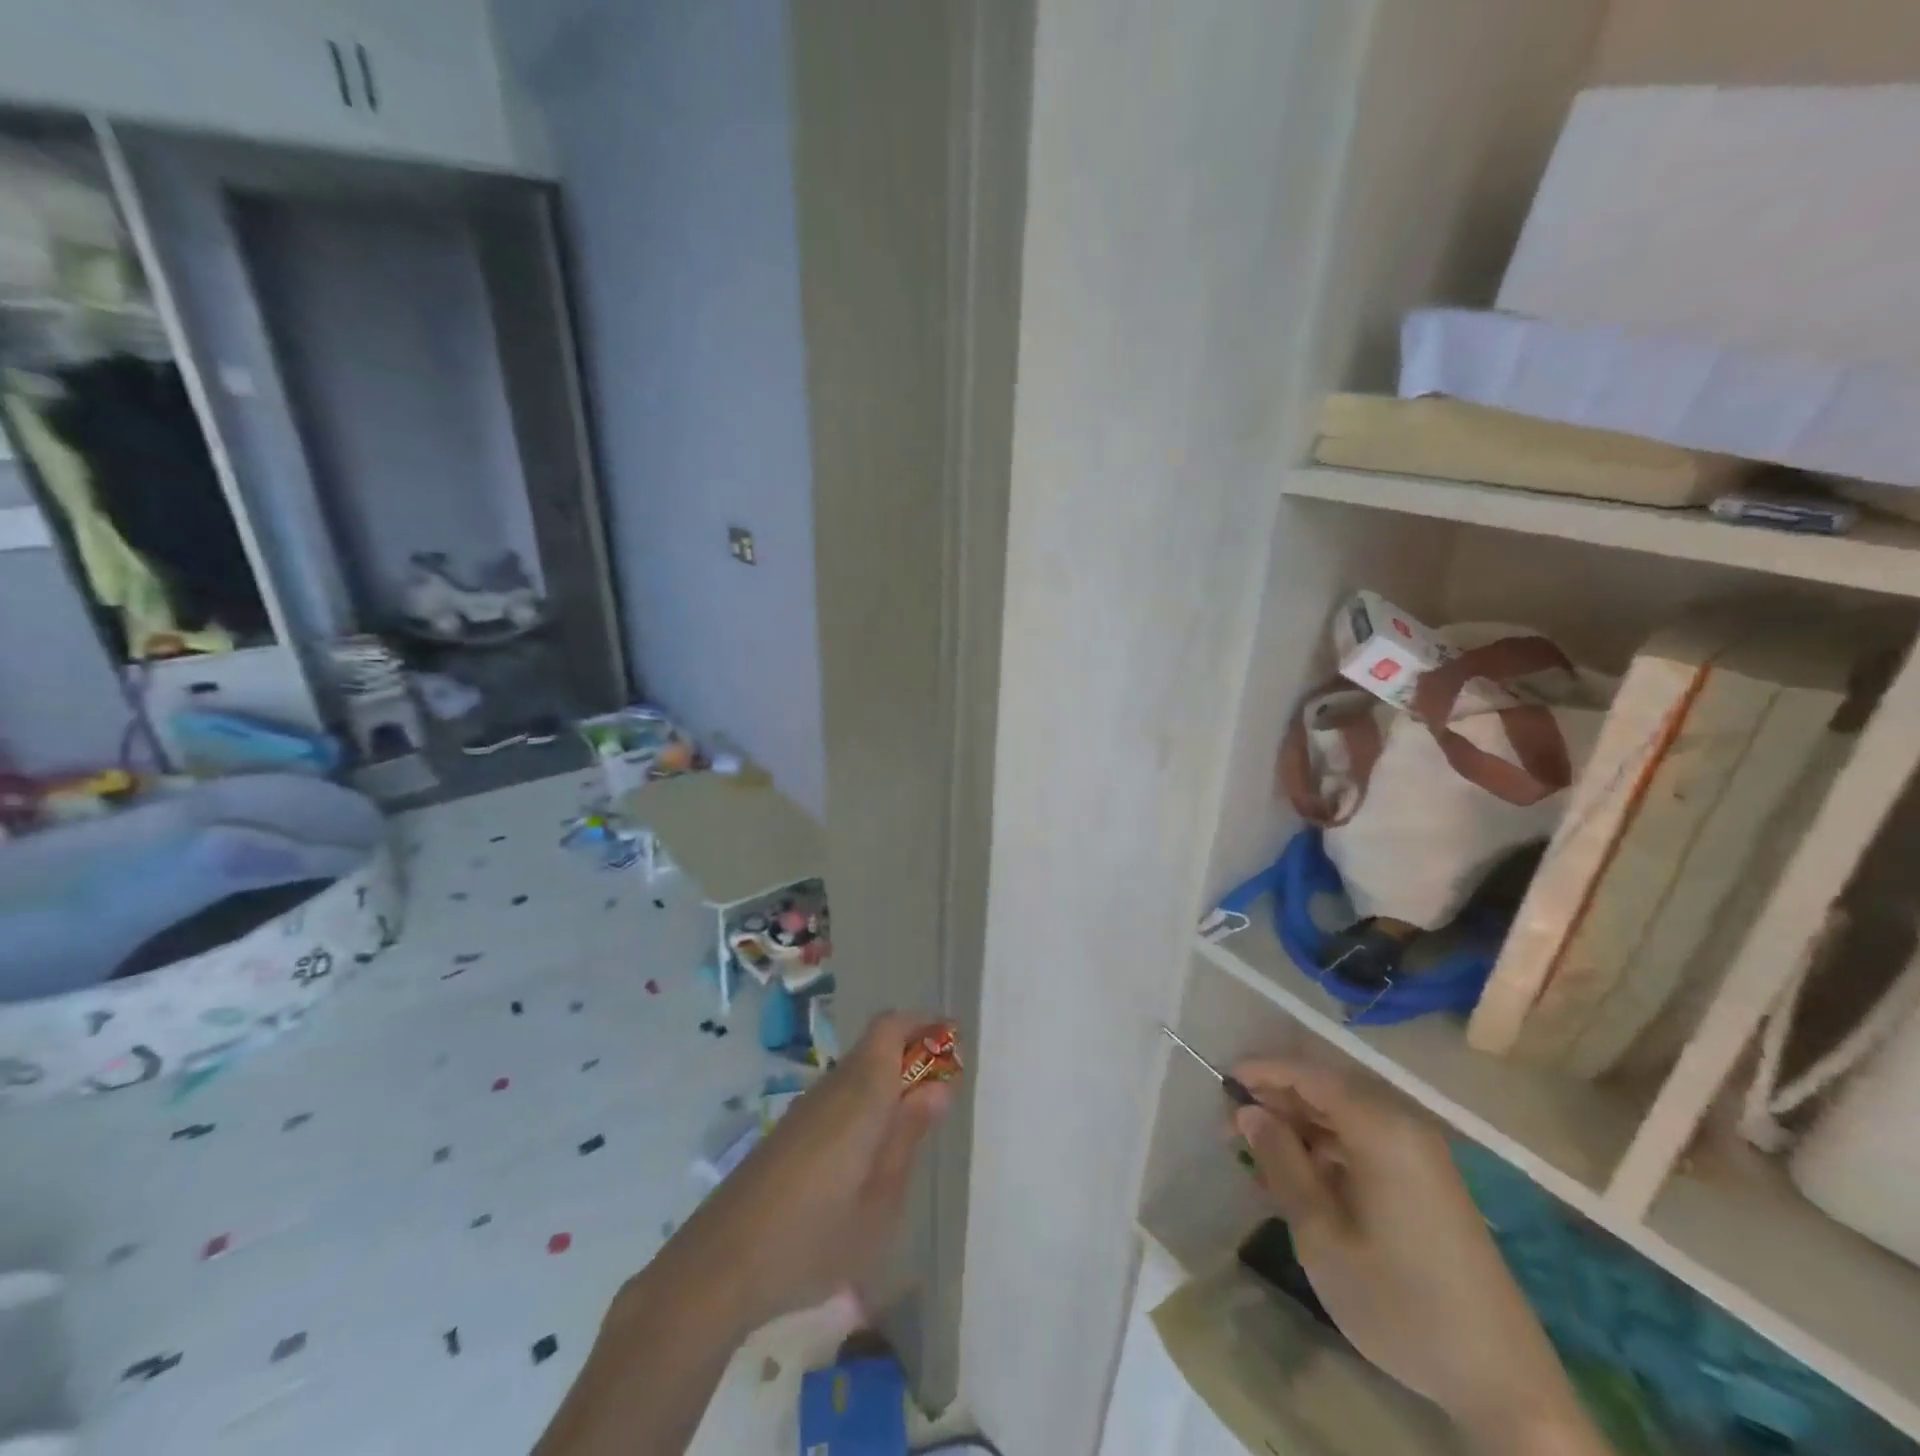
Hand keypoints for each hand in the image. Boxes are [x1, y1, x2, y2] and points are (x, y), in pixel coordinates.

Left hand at [673, 1011, 953, 1334]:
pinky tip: (868, 1158)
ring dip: (889, 1082)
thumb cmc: (813, 1239)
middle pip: (876, 1045)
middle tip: (942, 1096)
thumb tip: (939, 1085)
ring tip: (911, 1132)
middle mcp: (832, 1087)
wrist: (717, 1268)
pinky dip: (866, 1105)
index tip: (953, 1043)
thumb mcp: (879, 1202)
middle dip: (912, 1055)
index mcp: (860, 1094)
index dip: (924, 1024)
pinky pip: (839, 1098)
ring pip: (857, 1072)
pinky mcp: (789, 1132)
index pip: (891, 1027)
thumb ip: (908, 1136)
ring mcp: (806, 1109)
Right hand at [1230, 1060, 1602, 1452]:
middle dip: (1276, 1102)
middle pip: (1327, 1091)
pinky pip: (1364, 1145)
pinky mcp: (1428, 1184)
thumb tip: (1250, 1112)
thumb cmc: (1400, 1302)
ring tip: (1257, 1159)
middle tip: (1231, 1128)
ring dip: (1298, 1130)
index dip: (1263, 1072)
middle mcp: (1403, 1127)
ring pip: (1343, 1119)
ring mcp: (1420, 1156)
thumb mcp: (1322, 1235)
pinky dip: (1326, 1153)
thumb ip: (1281, 1162)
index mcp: (1381, 1128)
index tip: (1221, 1083)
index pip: (1309, 1074)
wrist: (1504, 1385)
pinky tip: (1298, 1182)